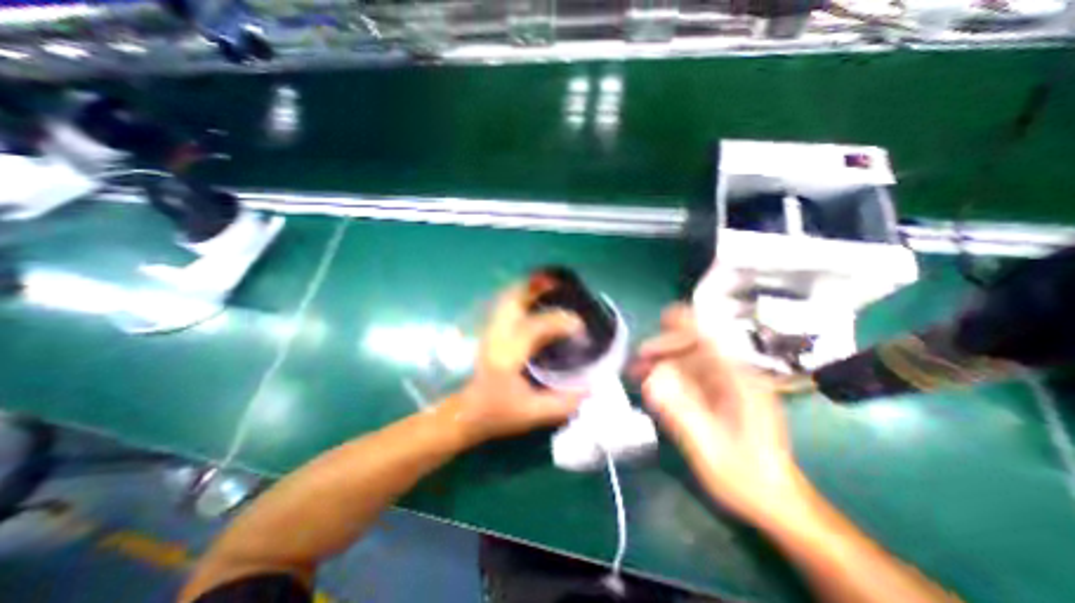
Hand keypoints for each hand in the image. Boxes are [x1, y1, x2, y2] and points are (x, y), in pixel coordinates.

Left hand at [442, 284, 583, 447]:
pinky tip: (533, 300)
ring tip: (548, 286)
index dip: (560, 321)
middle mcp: (496, 336)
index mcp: (507, 355)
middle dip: (537, 287)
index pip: (535, 326)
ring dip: (528, 288)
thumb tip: (590, 387)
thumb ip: (563, 402)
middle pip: (514, 299)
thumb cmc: (496, 413)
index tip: (580, 326)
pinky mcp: (489, 331)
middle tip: (560, 285)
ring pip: (507, 298)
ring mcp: (490, 331)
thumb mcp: (531, 414)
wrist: (464, 413)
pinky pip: (505, 304)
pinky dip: (520, 296)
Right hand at [632, 305, 814, 524]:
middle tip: (636, 361)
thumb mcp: (710, 446)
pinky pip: (691, 377)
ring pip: (690, 362)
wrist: (772, 500)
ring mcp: (726, 387)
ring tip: (637, 371)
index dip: (687, 323)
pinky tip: (653, 386)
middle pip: (696, 348)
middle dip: (664, 348)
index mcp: (739, 382)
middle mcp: (734, 377)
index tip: (662, 318)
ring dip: (663, 362)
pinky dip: (669, 376)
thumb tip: (652, 379)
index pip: (711, 339)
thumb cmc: (746, 476)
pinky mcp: (719, 397)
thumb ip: (681, 411)